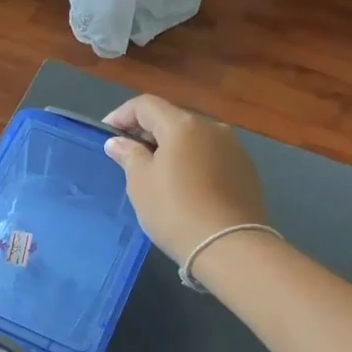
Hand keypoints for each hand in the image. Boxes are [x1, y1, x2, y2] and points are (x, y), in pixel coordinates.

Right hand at [101, 94, 269, 264]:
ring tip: (154, 171)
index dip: (122, 115)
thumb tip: (118, 142)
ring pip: (193, 138)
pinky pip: (210, 155)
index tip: (106, 134)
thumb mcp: (140, 182)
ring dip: (170, 147)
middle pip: (172, 118)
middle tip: (127, 154)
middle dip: (146, 131)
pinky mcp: (245, 170)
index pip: (146, 105)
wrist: (229, 246)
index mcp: (183, 125)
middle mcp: (212, 128)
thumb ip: (129, 155)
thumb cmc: (175, 210)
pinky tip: (183, 185)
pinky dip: (191, 161)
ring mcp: (233, 148)